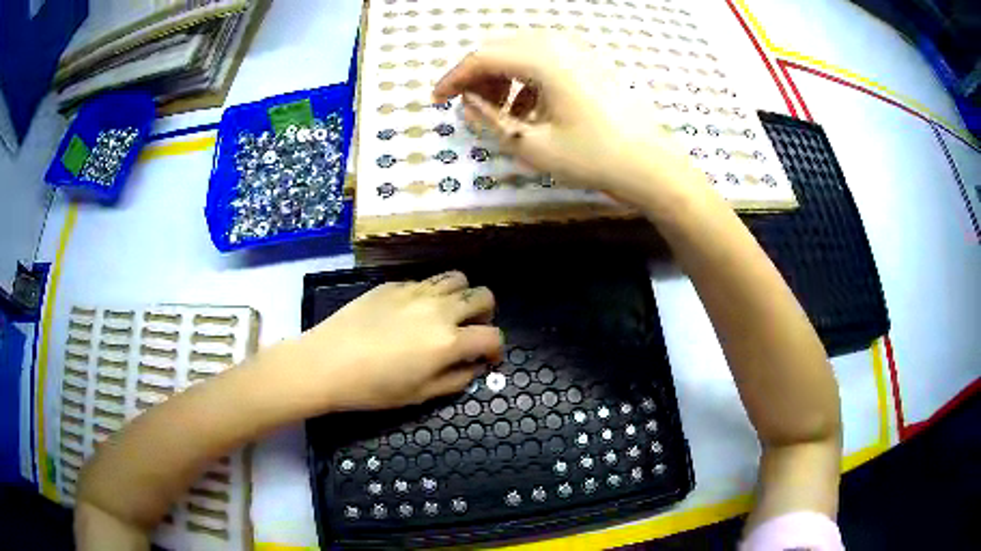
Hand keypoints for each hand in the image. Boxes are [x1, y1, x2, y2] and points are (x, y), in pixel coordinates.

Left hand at [295, 271, 502, 411]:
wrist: (326, 363)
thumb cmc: (373, 388)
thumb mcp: (420, 395)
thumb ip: (456, 380)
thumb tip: (475, 367)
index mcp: (449, 341)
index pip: (492, 336)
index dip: (496, 349)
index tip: (487, 358)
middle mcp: (439, 309)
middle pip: (483, 297)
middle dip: (485, 315)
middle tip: (470, 332)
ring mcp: (416, 291)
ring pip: (457, 279)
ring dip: (462, 296)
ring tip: (447, 314)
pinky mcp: (393, 284)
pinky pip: (425, 281)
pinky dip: (431, 294)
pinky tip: (412, 312)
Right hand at [432, 32, 701, 204]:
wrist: (651, 166)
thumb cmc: (593, 157)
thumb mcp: (532, 145)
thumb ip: (490, 119)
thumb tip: (467, 103)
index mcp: (542, 57)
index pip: (482, 57)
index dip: (454, 78)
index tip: (437, 99)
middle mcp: (559, 43)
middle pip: (502, 49)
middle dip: (478, 76)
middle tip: (467, 106)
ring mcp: (579, 50)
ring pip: (523, 52)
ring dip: (503, 77)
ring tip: (499, 111)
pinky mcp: (591, 62)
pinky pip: (546, 60)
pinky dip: (528, 79)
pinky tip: (530, 109)